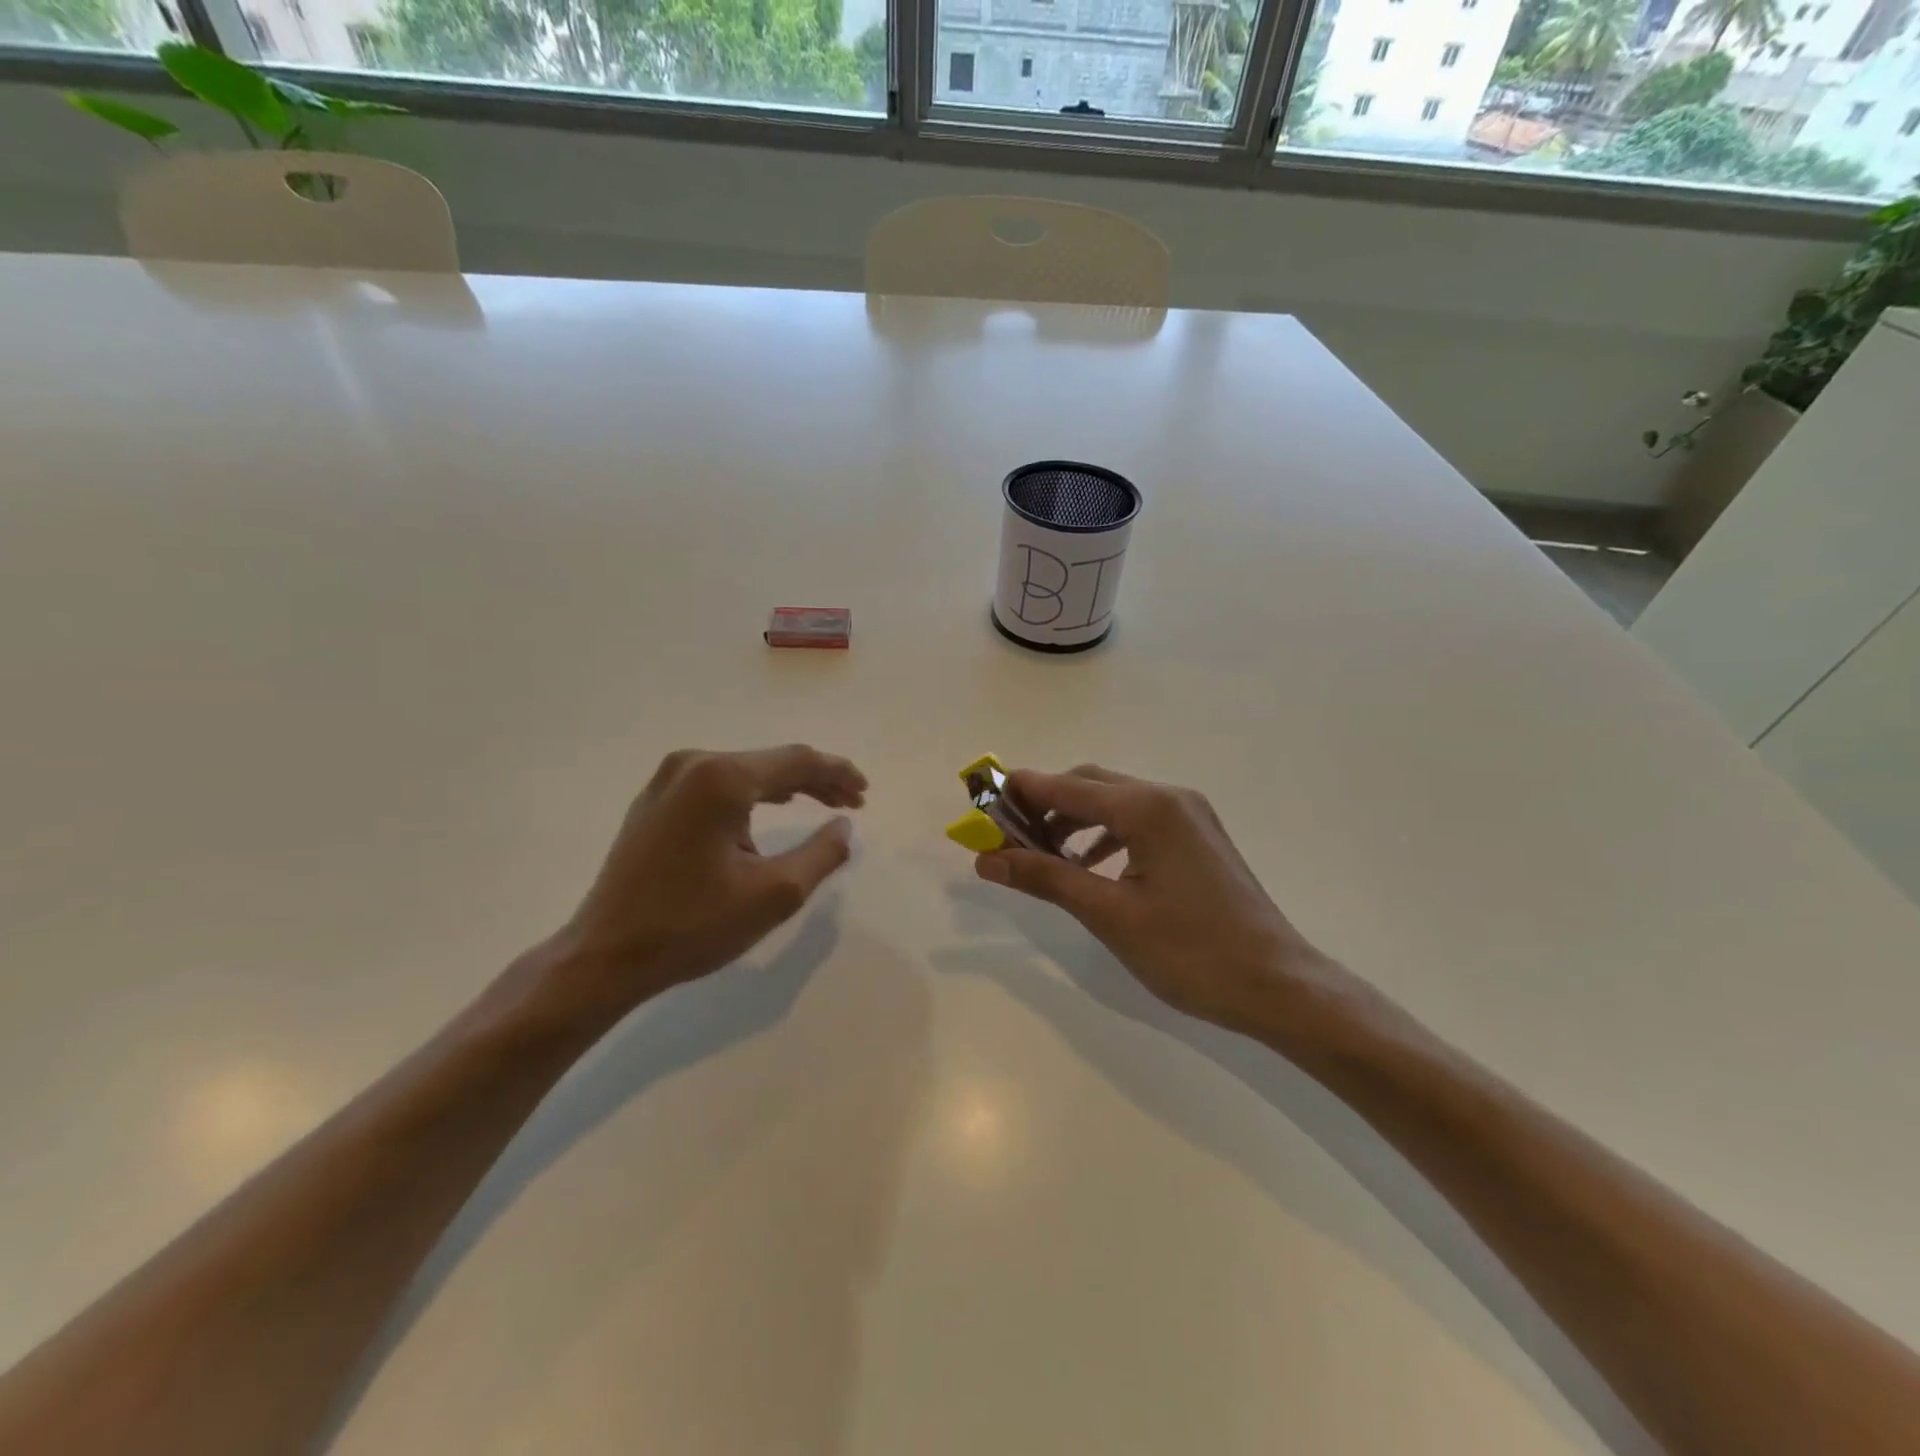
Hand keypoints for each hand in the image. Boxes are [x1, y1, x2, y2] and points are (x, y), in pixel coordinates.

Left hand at [509, 745, 866, 1032]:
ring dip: (787, 787)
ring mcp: (668, 780)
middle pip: (771, 762)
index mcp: (722, 778)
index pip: (797, 761)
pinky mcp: (655, 800)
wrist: (606, 955)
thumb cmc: (693, 924)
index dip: (838, 773)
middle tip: (853, 801)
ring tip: (824, 804)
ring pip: (745, 772)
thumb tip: (845, 826)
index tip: (866, 792)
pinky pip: (718, 784)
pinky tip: (772, 807)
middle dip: (816, 780)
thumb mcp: (774, 893)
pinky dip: (753, 795)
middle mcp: (693, 764)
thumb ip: (822, 854)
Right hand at [975, 765, 1338, 1031]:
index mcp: (1148, 808)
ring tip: (1042, 855)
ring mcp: (1189, 814)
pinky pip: (1138, 819)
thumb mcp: (1110, 915)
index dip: (1020, 794)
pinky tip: (1089, 866)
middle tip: (1007, 838)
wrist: (1278, 984)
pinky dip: (1104, 834)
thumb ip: (1046, 879)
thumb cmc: (1191, 952)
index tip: (981, 808)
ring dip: (1074, 820)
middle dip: (1045, 805)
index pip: (1066, 786)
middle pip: (1089, 784)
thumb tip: (987, 860)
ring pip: (1114, 801)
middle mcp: (1169, 797)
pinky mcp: (1198, 836)